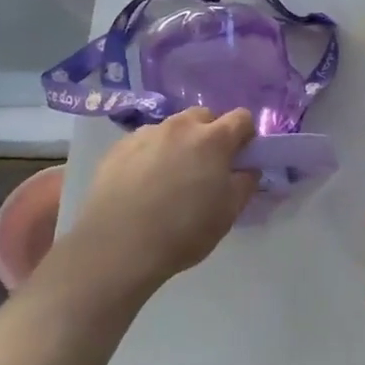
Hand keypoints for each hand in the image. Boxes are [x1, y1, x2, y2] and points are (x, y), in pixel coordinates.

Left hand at [58, 108, 258, 293]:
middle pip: (204, 116)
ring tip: (170, 177)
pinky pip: (144, 142)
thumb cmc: (183, 231)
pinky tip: (143, 184)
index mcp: (213, 139)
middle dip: (211, 134)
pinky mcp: (117, 148)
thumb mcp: (228, 213)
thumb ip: (245, 183)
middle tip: (206, 167)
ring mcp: (145, 134)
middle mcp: (179, 127)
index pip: (241, 118)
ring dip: (179, 143)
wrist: (118, 247)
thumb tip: (246, 169)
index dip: (245, 136)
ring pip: (172, 128)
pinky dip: (151, 154)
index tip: (240, 158)